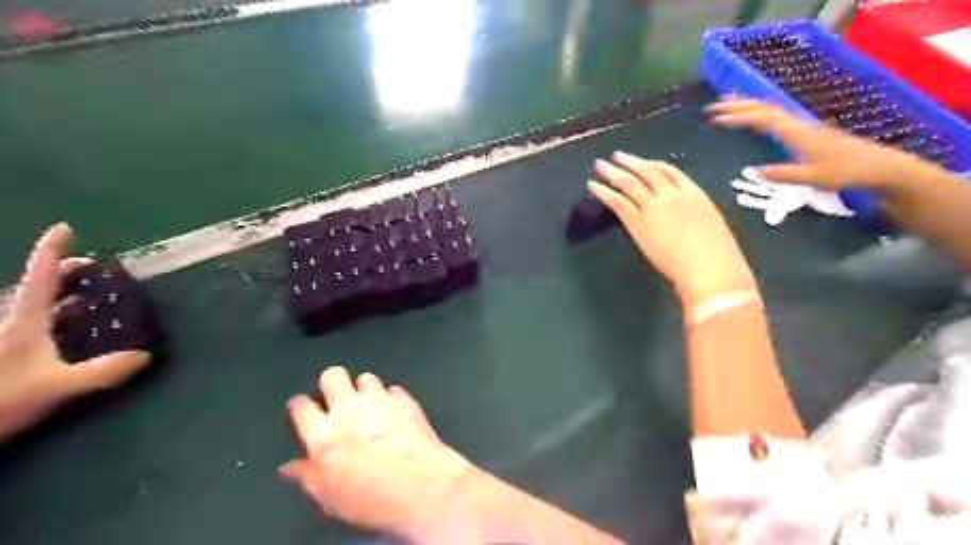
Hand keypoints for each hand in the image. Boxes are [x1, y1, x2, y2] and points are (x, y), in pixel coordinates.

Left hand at [0, 223, 150, 440]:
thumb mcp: (57, 388)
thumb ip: (104, 372)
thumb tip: (144, 356)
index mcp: (23, 324)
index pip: (40, 278)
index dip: (51, 251)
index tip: (64, 227)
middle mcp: (9, 325)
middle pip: (33, 288)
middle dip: (62, 271)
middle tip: (90, 268)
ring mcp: (4, 339)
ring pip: (29, 307)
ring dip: (57, 294)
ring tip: (82, 294)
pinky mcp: (6, 353)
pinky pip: (29, 324)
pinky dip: (51, 316)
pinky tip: (64, 328)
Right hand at [278, 364, 474, 538]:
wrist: (419, 485)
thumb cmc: (369, 499)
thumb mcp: (329, 497)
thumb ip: (308, 476)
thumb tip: (290, 466)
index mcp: (323, 434)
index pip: (302, 407)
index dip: (301, 405)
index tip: (303, 407)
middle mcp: (348, 410)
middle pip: (333, 376)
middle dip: (332, 382)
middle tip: (337, 397)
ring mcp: (379, 401)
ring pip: (366, 378)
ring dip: (365, 389)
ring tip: (370, 404)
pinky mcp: (405, 399)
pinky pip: (394, 389)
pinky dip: (392, 398)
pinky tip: (395, 411)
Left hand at [588, 152, 752, 306]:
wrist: (708, 268)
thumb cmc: (718, 255)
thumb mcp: (711, 225)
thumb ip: (694, 215)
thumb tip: (683, 217)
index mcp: (695, 193)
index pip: (671, 172)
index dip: (653, 165)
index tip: (643, 162)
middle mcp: (672, 194)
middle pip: (647, 172)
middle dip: (631, 162)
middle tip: (616, 156)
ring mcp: (653, 206)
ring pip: (629, 182)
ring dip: (612, 171)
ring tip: (600, 165)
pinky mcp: (637, 222)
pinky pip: (617, 201)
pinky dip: (603, 192)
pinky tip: (593, 186)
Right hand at [703, 99, 943, 190]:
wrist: (878, 166)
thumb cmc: (846, 172)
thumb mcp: (814, 178)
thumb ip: (784, 174)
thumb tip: (754, 172)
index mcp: (797, 134)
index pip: (763, 119)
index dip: (739, 116)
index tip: (717, 119)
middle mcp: (798, 125)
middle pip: (764, 108)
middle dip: (738, 105)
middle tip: (713, 107)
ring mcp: (803, 126)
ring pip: (771, 109)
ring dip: (747, 105)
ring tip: (727, 104)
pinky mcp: (805, 131)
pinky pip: (776, 116)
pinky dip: (759, 112)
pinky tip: (752, 117)